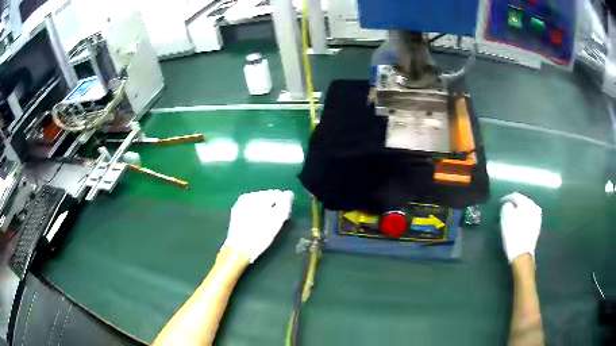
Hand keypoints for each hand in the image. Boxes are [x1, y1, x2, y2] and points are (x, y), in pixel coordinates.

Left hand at [222, 190, 293, 262]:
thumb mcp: (277, 221)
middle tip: (277, 220)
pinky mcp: (236, 214)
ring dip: (265, 210)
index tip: (285, 215)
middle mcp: (246, 197)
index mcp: (256, 196)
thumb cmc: (259, 236)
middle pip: (266, 197)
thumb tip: (288, 194)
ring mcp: (239, 205)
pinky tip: (259, 224)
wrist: (239, 250)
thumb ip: (284, 204)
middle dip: (273, 206)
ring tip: (268, 223)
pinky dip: (257, 214)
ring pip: (259, 203)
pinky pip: (251, 209)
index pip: (276, 194)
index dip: (283, 204)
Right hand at [500, 193, 541, 262]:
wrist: (522, 255)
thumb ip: (506, 206)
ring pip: (525, 211)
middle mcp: (535, 208)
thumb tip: (508, 205)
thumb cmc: (513, 234)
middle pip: (522, 203)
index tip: (499, 203)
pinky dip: (521, 220)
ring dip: (518, 213)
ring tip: (510, 218)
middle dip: (513, 206)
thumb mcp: (506, 217)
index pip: (515, 196)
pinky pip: (527, 219)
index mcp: (528, 203)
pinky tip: (516, 225)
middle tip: (505, 210)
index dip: (506, 198)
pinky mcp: (536, 228)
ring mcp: (537, 219)